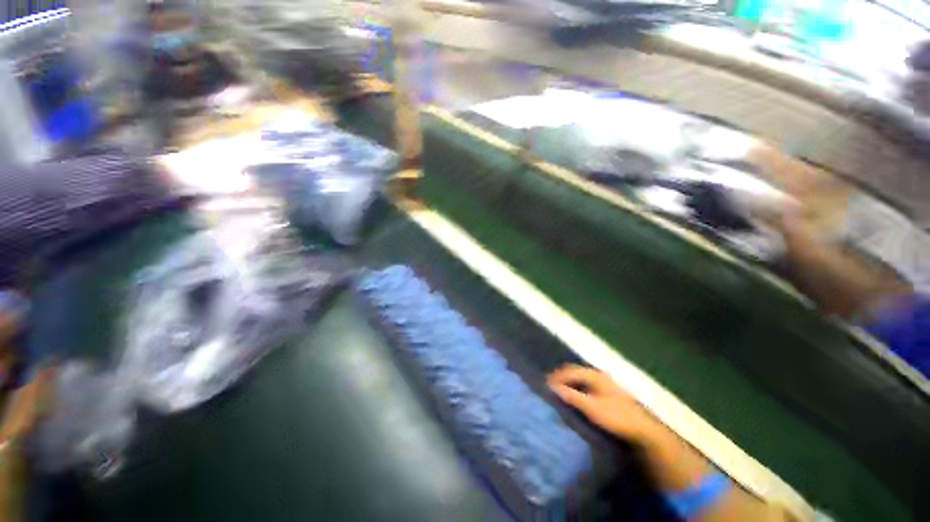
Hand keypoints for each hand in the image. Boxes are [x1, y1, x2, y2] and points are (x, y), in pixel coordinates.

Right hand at [548, 364, 658, 441]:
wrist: (642, 430)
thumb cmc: (615, 416)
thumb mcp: (591, 408)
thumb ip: (572, 396)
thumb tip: (553, 387)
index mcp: (594, 375)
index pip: (570, 371)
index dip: (557, 376)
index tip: (545, 383)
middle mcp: (599, 375)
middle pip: (575, 371)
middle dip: (562, 377)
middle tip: (550, 385)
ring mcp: (604, 383)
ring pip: (581, 378)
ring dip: (569, 382)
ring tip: (559, 390)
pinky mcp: (608, 392)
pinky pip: (586, 384)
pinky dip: (576, 387)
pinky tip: (574, 395)